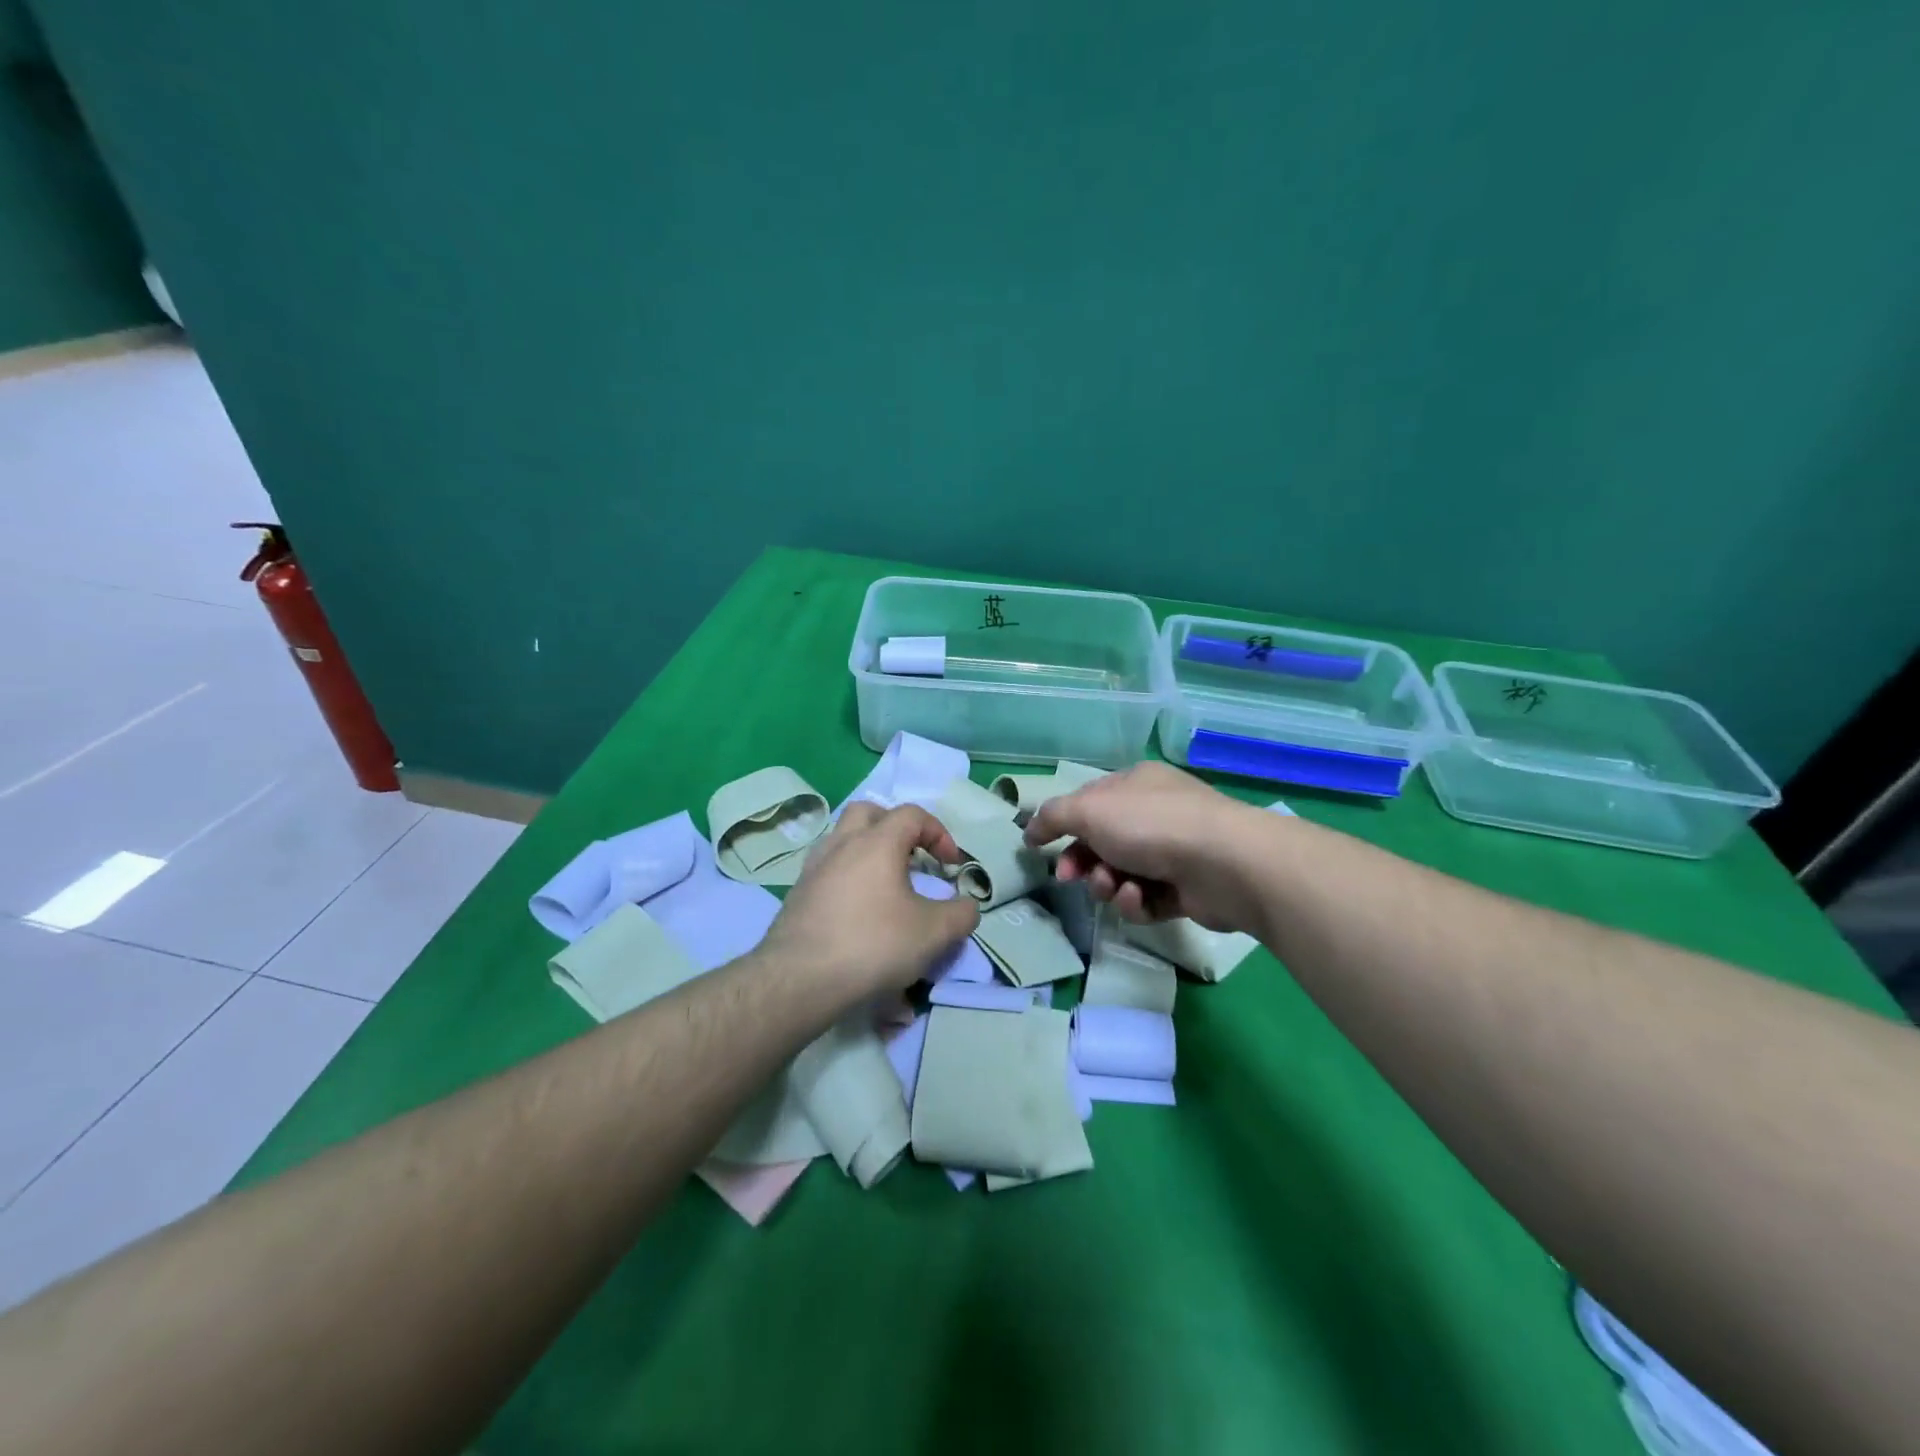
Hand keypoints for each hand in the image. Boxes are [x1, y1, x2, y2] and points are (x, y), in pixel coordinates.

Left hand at [761, 803, 979, 997]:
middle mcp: (842, 844)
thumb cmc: (872, 944)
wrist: (800, 979)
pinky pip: (827, 869)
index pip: (912, 814)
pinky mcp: (797, 893)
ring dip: (867, 850)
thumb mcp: (933, 933)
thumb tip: (967, 906)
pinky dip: (847, 876)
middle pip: (868, 812)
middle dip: (895, 827)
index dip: (938, 833)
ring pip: (842, 838)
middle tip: (910, 857)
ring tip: (884, 884)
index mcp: (877, 842)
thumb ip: (960, 915)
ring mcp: (814, 867)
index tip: (950, 864)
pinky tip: (857, 909)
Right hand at [1024, 762, 1262, 930]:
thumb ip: (1052, 817)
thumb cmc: (1151, 824)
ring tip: (1116, 888)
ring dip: (1109, 884)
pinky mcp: (1187, 889)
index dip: (1063, 825)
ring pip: (1122, 873)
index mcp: (1136, 784)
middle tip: (1070, 878)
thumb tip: (1028, 829)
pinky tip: (1139, 899)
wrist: (1225, 863)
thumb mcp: (1089, 810)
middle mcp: (1156, 813)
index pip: (1089, 802)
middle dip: (1083, 862)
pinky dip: (1137, 902)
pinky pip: (1147, 899)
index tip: (1039, 848)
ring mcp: (1175, 851)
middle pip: (1103, 842)